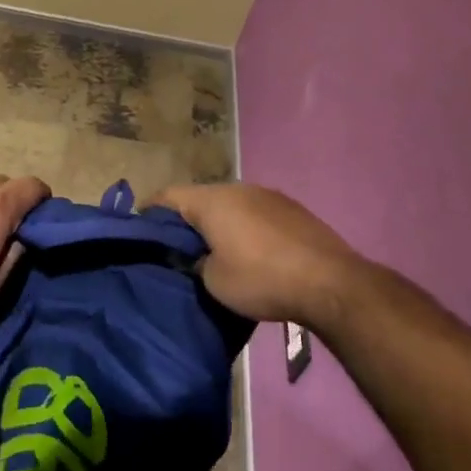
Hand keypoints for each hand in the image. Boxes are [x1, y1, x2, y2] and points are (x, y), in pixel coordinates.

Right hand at [148, 183, 364, 329]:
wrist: (330, 282)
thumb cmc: (262, 279)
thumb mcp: (214, 281)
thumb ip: (195, 263)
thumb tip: (195, 257)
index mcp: (212, 200)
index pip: (168, 196)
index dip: (150, 212)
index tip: (140, 231)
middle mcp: (237, 188)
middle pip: (200, 199)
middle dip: (187, 221)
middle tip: (178, 248)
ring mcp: (267, 195)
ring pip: (230, 205)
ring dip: (219, 224)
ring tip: (214, 251)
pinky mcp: (291, 208)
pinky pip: (255, 213)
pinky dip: (244, 228)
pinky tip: (251, 253)